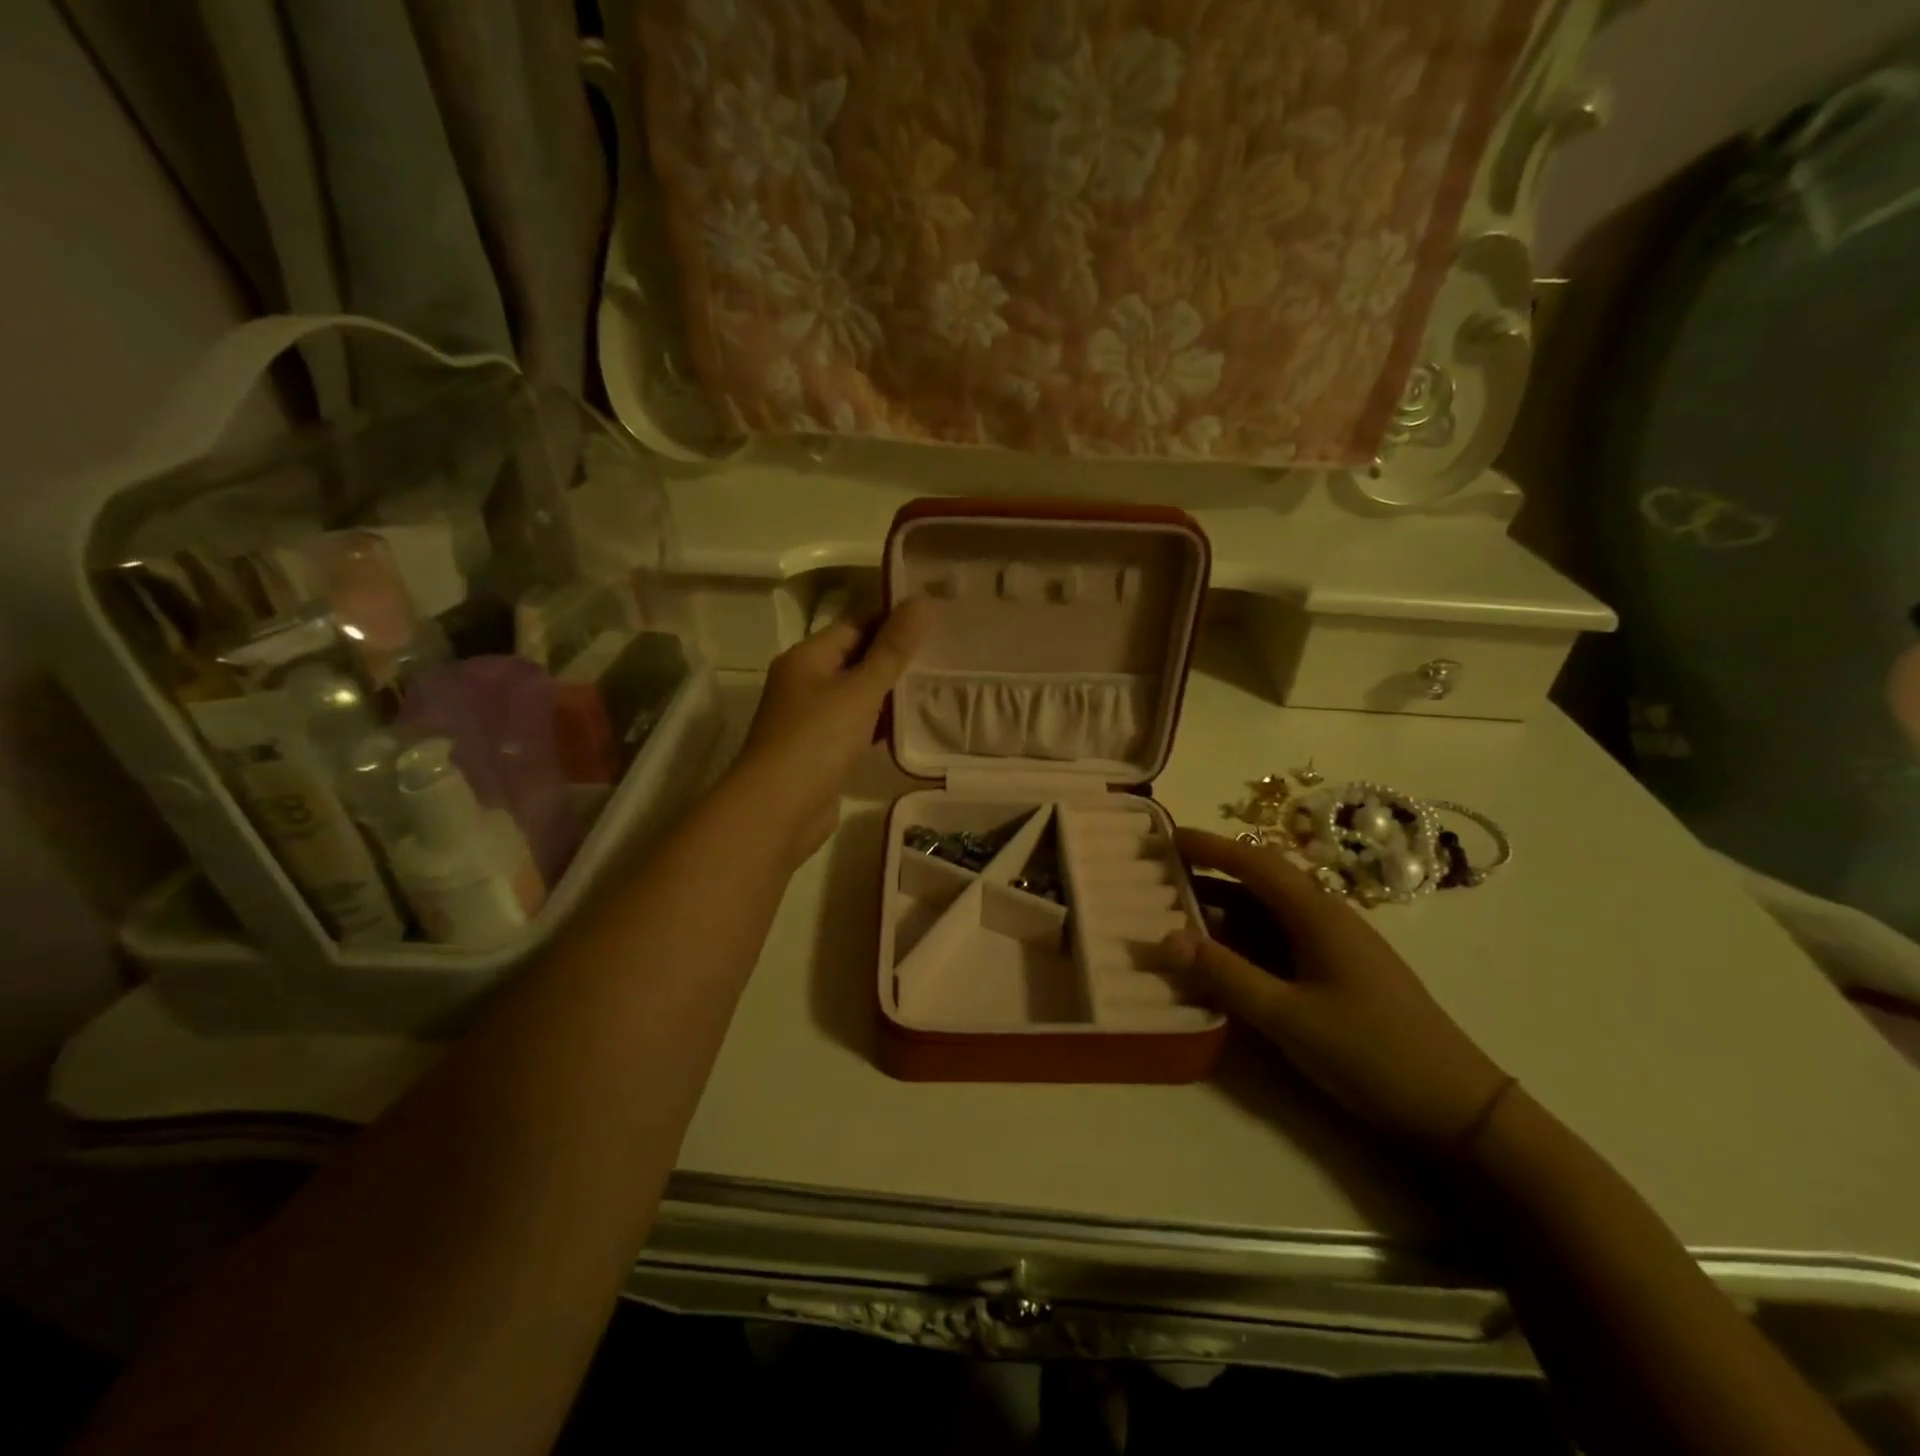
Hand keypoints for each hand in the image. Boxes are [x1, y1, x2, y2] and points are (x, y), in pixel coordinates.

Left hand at [728, 600, 931, 865]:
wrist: (777, 811)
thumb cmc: (816, 740)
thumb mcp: (860, 690)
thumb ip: (892, 649)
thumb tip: (922, 601)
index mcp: (807, 657)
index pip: (855, 625)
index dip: (893, 619)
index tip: (936, 617)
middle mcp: (805, 683)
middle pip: (857, 659)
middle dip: (897, 657)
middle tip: (947, 651)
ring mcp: (811, 720)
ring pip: (858, 695)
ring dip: (892, 693)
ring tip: (941, 684)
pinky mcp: (822, 752)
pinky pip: (857, 727)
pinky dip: (881, 724)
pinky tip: (914, 726)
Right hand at [1162, 829, 1509, 1151]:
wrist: (1457, 1108)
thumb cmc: (1372, 1053)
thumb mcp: (1289, 1017)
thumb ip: (1226, 975)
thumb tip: (1163, 938)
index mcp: (1318, 914)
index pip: (1254, 862)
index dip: (1208, 846)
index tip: (1164, 836)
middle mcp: (1325, 918)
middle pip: (1258, 882)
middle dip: (1209, 872)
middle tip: (1159, 874)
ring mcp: (1333, 947)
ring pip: (1266, 914)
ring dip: (1223, 909)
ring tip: (1174, 912)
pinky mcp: (1335, 974)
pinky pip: (1278, 942)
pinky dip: (1242, 940)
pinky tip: (1218, 957)